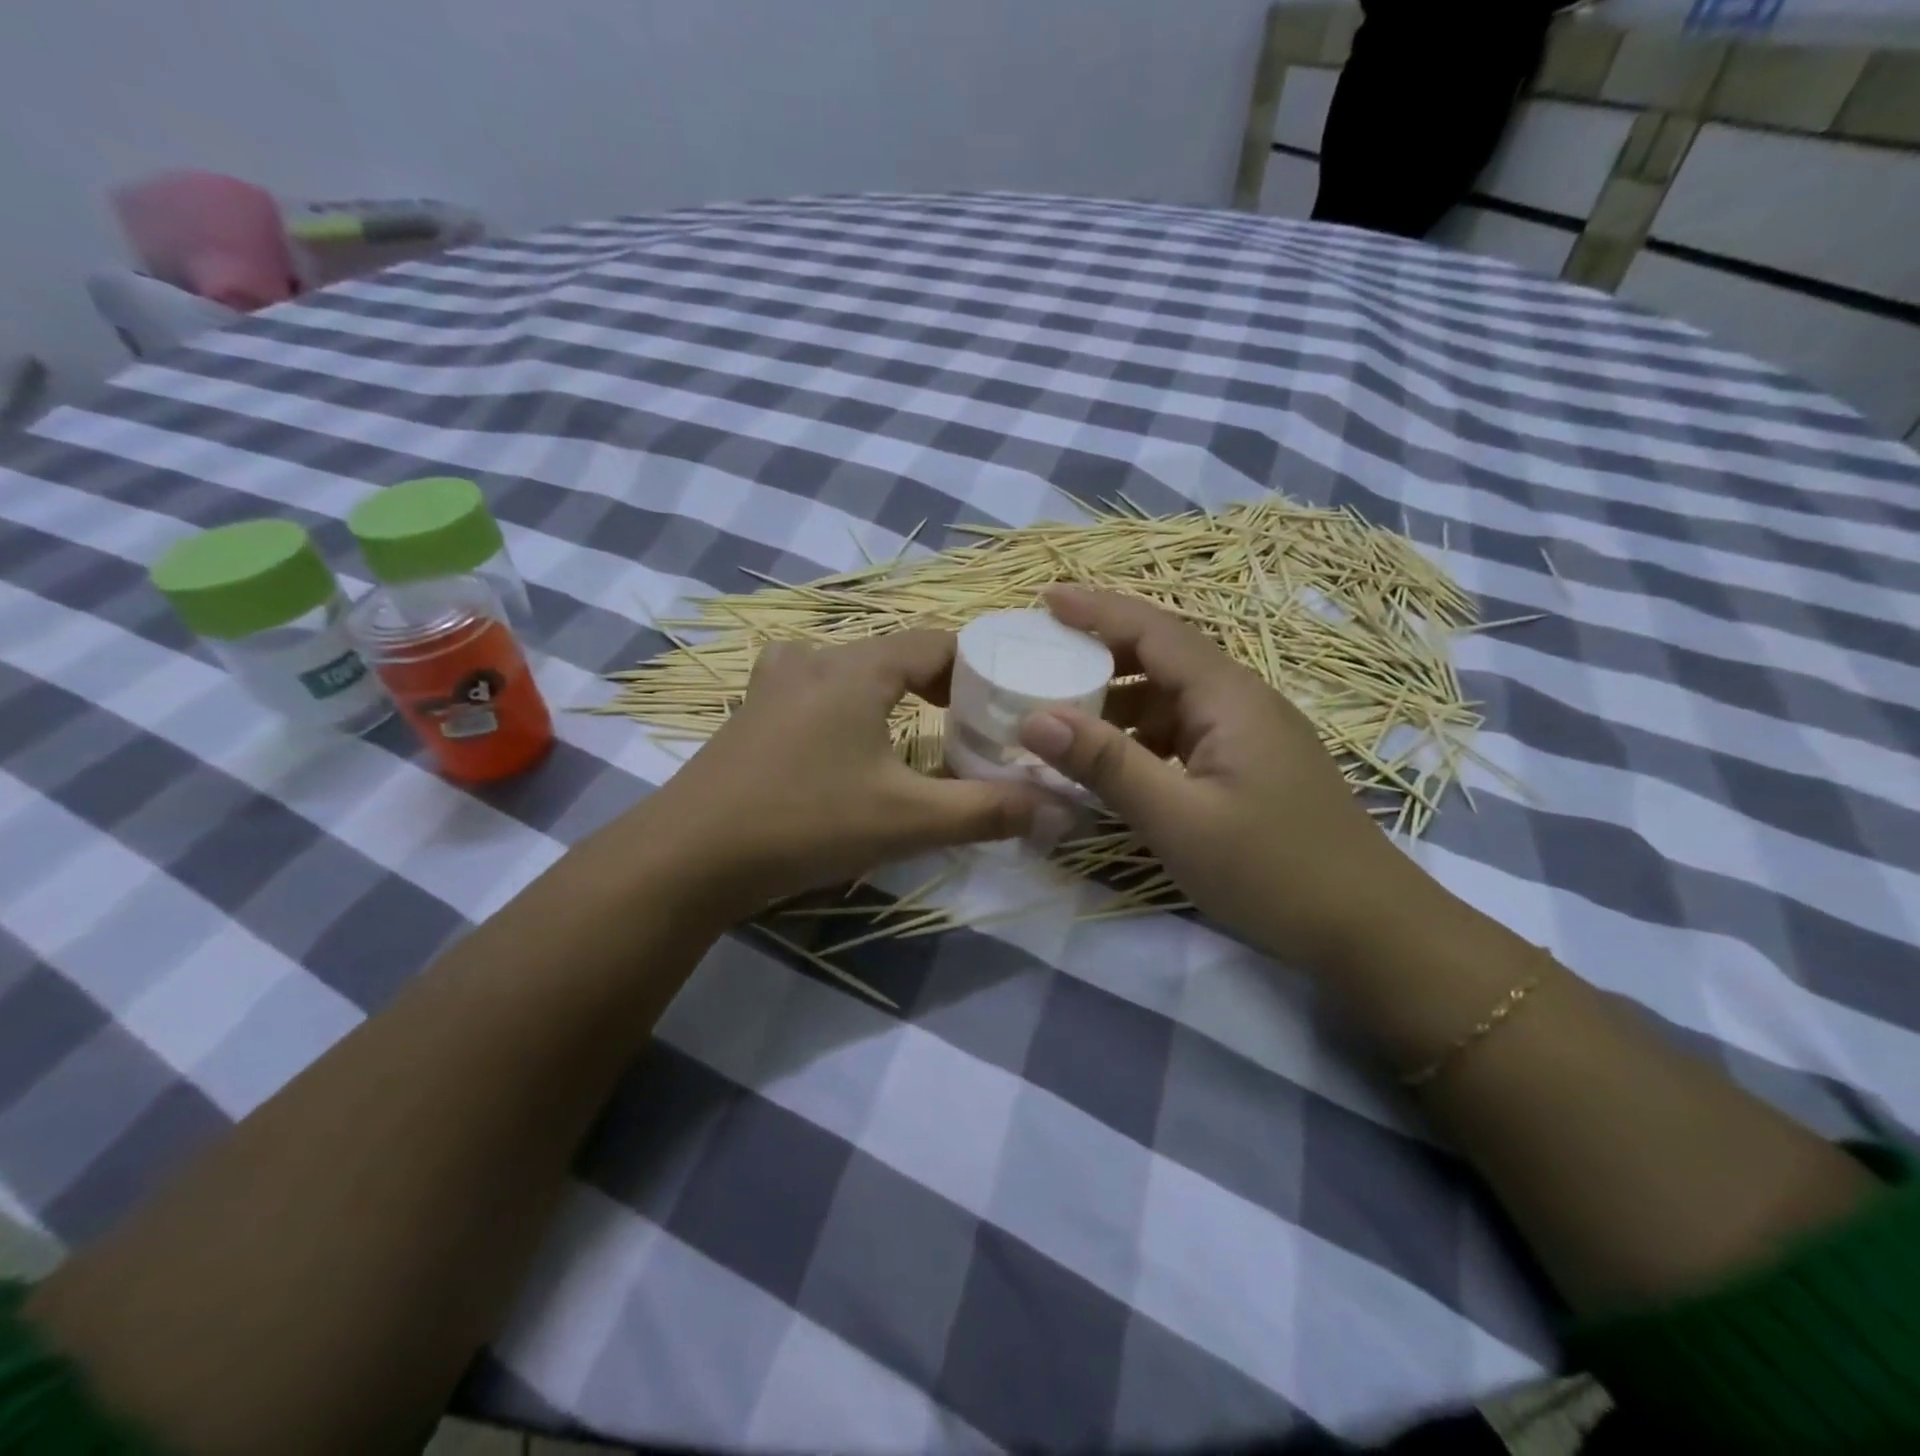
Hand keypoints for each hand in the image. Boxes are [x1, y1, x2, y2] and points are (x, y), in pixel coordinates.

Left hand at [642, 631, 1049, 918]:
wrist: (688, 857)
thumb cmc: (806, 822)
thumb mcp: (909, 820)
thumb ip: (989, 811)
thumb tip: (1062, 810)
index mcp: (857, 665)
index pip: (938, 643)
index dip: (979, 669)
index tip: (1006, 706)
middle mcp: (815, 657)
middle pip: (897, 654)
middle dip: (940, 686)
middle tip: (970, 728)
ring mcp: (774, 682)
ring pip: (855, 671)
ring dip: (891, 695)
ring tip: (918, 735)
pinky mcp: (751, 712)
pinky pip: (817, 691)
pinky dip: (850, 706)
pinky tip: (851, 745)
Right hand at [1018, 587, 1434, 972]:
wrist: (1367, 926)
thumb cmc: (1273, 868)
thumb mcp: (1178, 818)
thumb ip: (1107, 764)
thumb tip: (1034, 719)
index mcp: (1228, 696)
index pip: (1154, 630)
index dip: (1096, 610)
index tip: (1044, 598)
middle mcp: (1240, 701)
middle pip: (1162, 657)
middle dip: (1099, 653)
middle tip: (1040, 659)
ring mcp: (1249, 734)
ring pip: (1170, 698)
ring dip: (1117, 701)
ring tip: (1060, 713)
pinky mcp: (1249, 766)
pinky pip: (1183, 733)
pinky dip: (1140, 737)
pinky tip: (1111, 762)